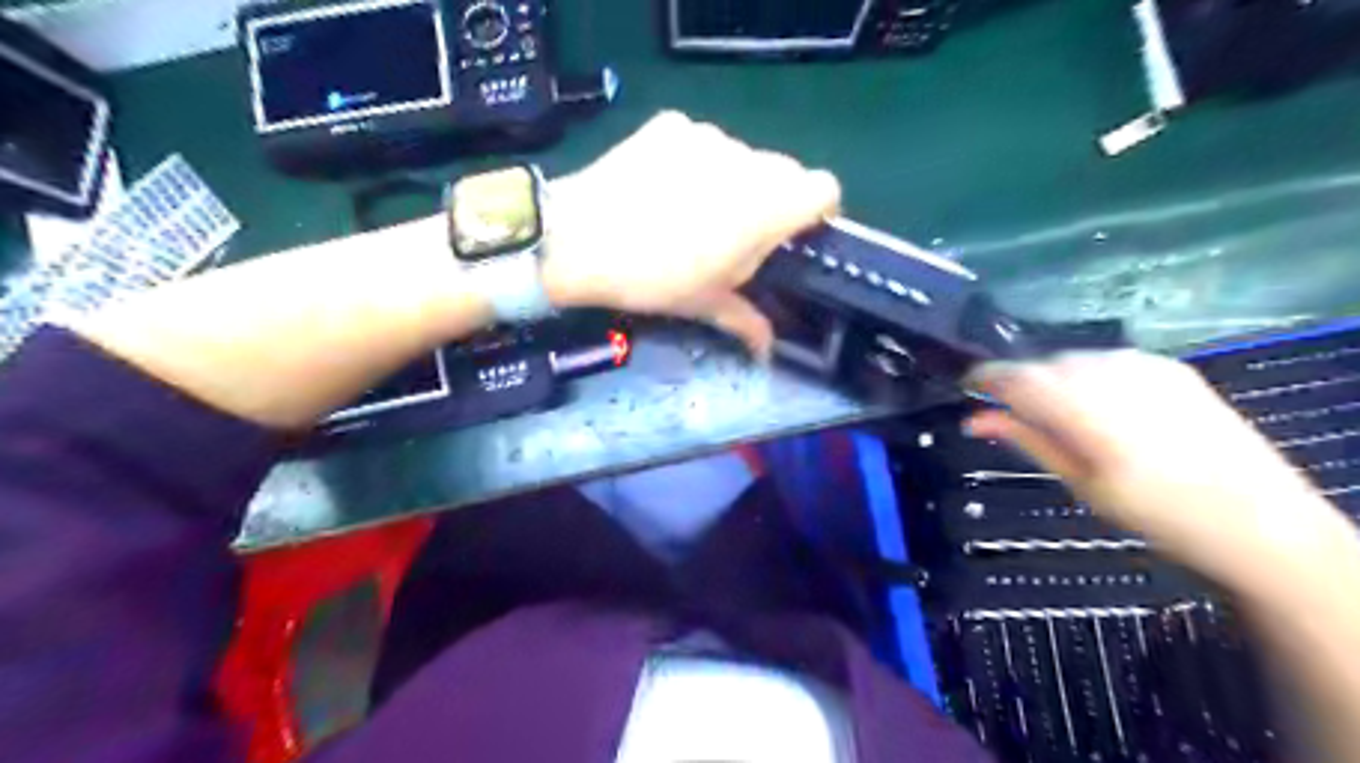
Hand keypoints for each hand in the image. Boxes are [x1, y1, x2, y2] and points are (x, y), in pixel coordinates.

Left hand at [539, 109, 841, 355]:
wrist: (578, 238)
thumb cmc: (654, 278)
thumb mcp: (705, 304)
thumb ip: (748, 319)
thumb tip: (767, 351)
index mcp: (770, 205)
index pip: (826, 189)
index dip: (818, 213)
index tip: (794, 238)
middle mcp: (748, 160)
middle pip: (784, 173)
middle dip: (772, 203)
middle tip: (736, 237)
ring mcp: (707, 137)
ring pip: (741, 158)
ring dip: (732, 183)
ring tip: (690, 214)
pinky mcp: (671, 124)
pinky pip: (700, 145)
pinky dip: (694, 165)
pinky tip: (661, 190)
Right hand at [972, 348, 1341, 584]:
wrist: (1259, 520)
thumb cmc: (1155, 513)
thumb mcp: (1078, 482)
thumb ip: (1025, 439)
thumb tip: (972, 419)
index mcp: (1083, 409)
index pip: (1013, 377)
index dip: (983, 378)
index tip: (966, 388)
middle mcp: (1110, 374)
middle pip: (1042, 364)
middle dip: (1019, 382)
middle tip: (1011, 412)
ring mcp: (1144, 365)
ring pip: (1073, 358)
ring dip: (1053, 378)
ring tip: (1059, 413)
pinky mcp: (1171, 365)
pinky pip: (1108, 359)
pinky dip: (1089, 375)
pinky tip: (1101, 405)